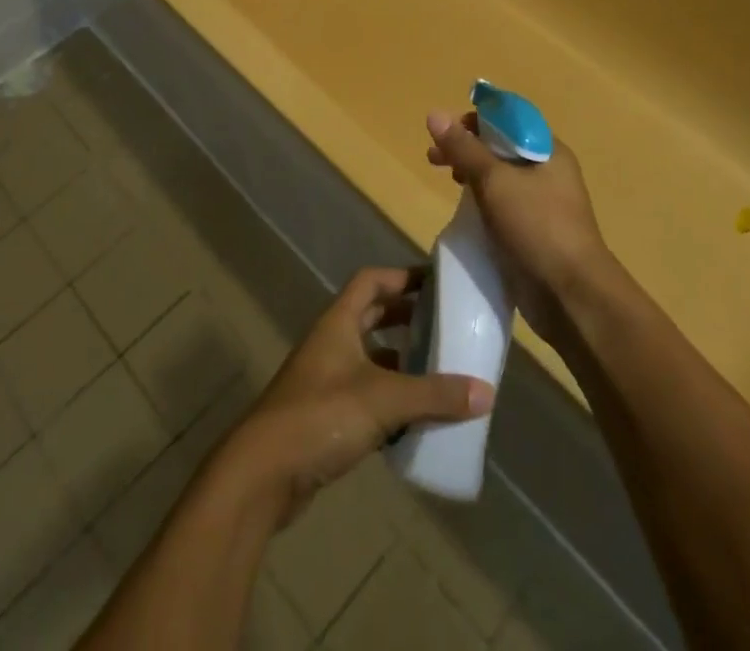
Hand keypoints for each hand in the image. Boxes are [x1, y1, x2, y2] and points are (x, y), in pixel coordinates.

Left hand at [216, 267, 493, 527]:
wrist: (263, 473)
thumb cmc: (321, 415)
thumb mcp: (384, 400)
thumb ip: (434, 395)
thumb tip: (486, 392)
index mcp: (339, 322)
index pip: (370, 282)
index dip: (401, 277)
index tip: (435, 283)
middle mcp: (331, 343)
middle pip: (371, 318)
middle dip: (406, 320)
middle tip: (443, 327)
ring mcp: (325, 381)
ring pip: (370, 361)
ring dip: (400, 365)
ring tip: (439, 374)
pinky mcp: (325, 417)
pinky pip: (365, 398)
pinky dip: (390, 404)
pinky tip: (416, 423)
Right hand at [426, 111, 611, 340]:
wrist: (571, 295)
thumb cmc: (537, 226)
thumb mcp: (495, 181)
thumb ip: (463, 148)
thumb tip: (434, 114)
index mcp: (548, 150)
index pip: (508, 118)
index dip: (475, 119)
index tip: (445, 132)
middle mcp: (548, 171)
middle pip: (501, 146)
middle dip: (466, 148)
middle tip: (433, 158)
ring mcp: (542, 203)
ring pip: (500, 176)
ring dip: (472, 174)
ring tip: (449, 181)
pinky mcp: (533, 231)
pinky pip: (502, 204)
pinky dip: (481, 200)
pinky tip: (464, 210)